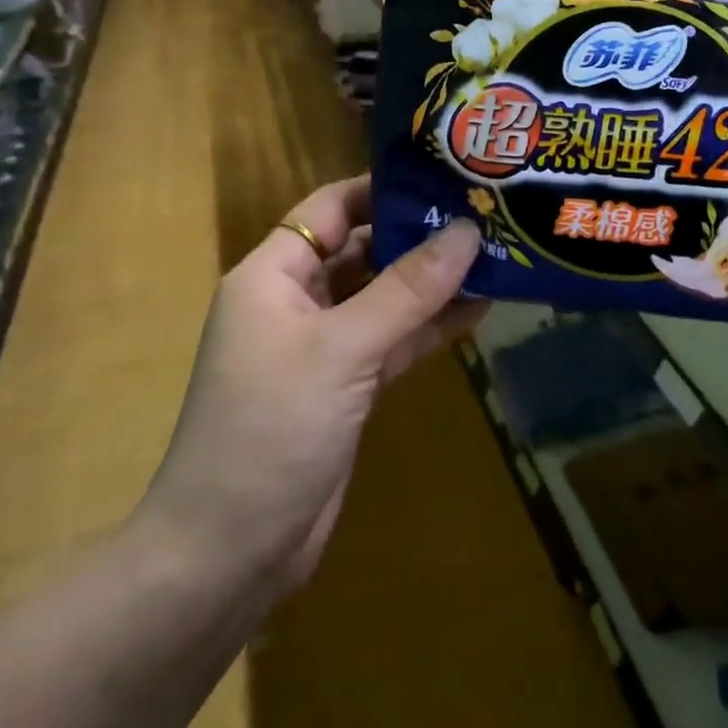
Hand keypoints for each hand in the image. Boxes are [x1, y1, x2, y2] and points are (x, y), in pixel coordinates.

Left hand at [137, 176, 483, 593]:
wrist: (231, 551)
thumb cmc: (270, 429)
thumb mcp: (341, 349)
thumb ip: (406, 290)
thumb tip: (467, 230)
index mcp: (272, 275)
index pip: (329, 209)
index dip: (382, 189)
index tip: (444, 176)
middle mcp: (295, 302)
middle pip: (361, 250)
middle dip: (417, 235)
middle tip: (484, 214)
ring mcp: (322, 347)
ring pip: (382, 298)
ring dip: (431, 283)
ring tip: (496, 255)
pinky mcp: (346, 388)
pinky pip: (392, 342)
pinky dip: (428, 327)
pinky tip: (478, 309)